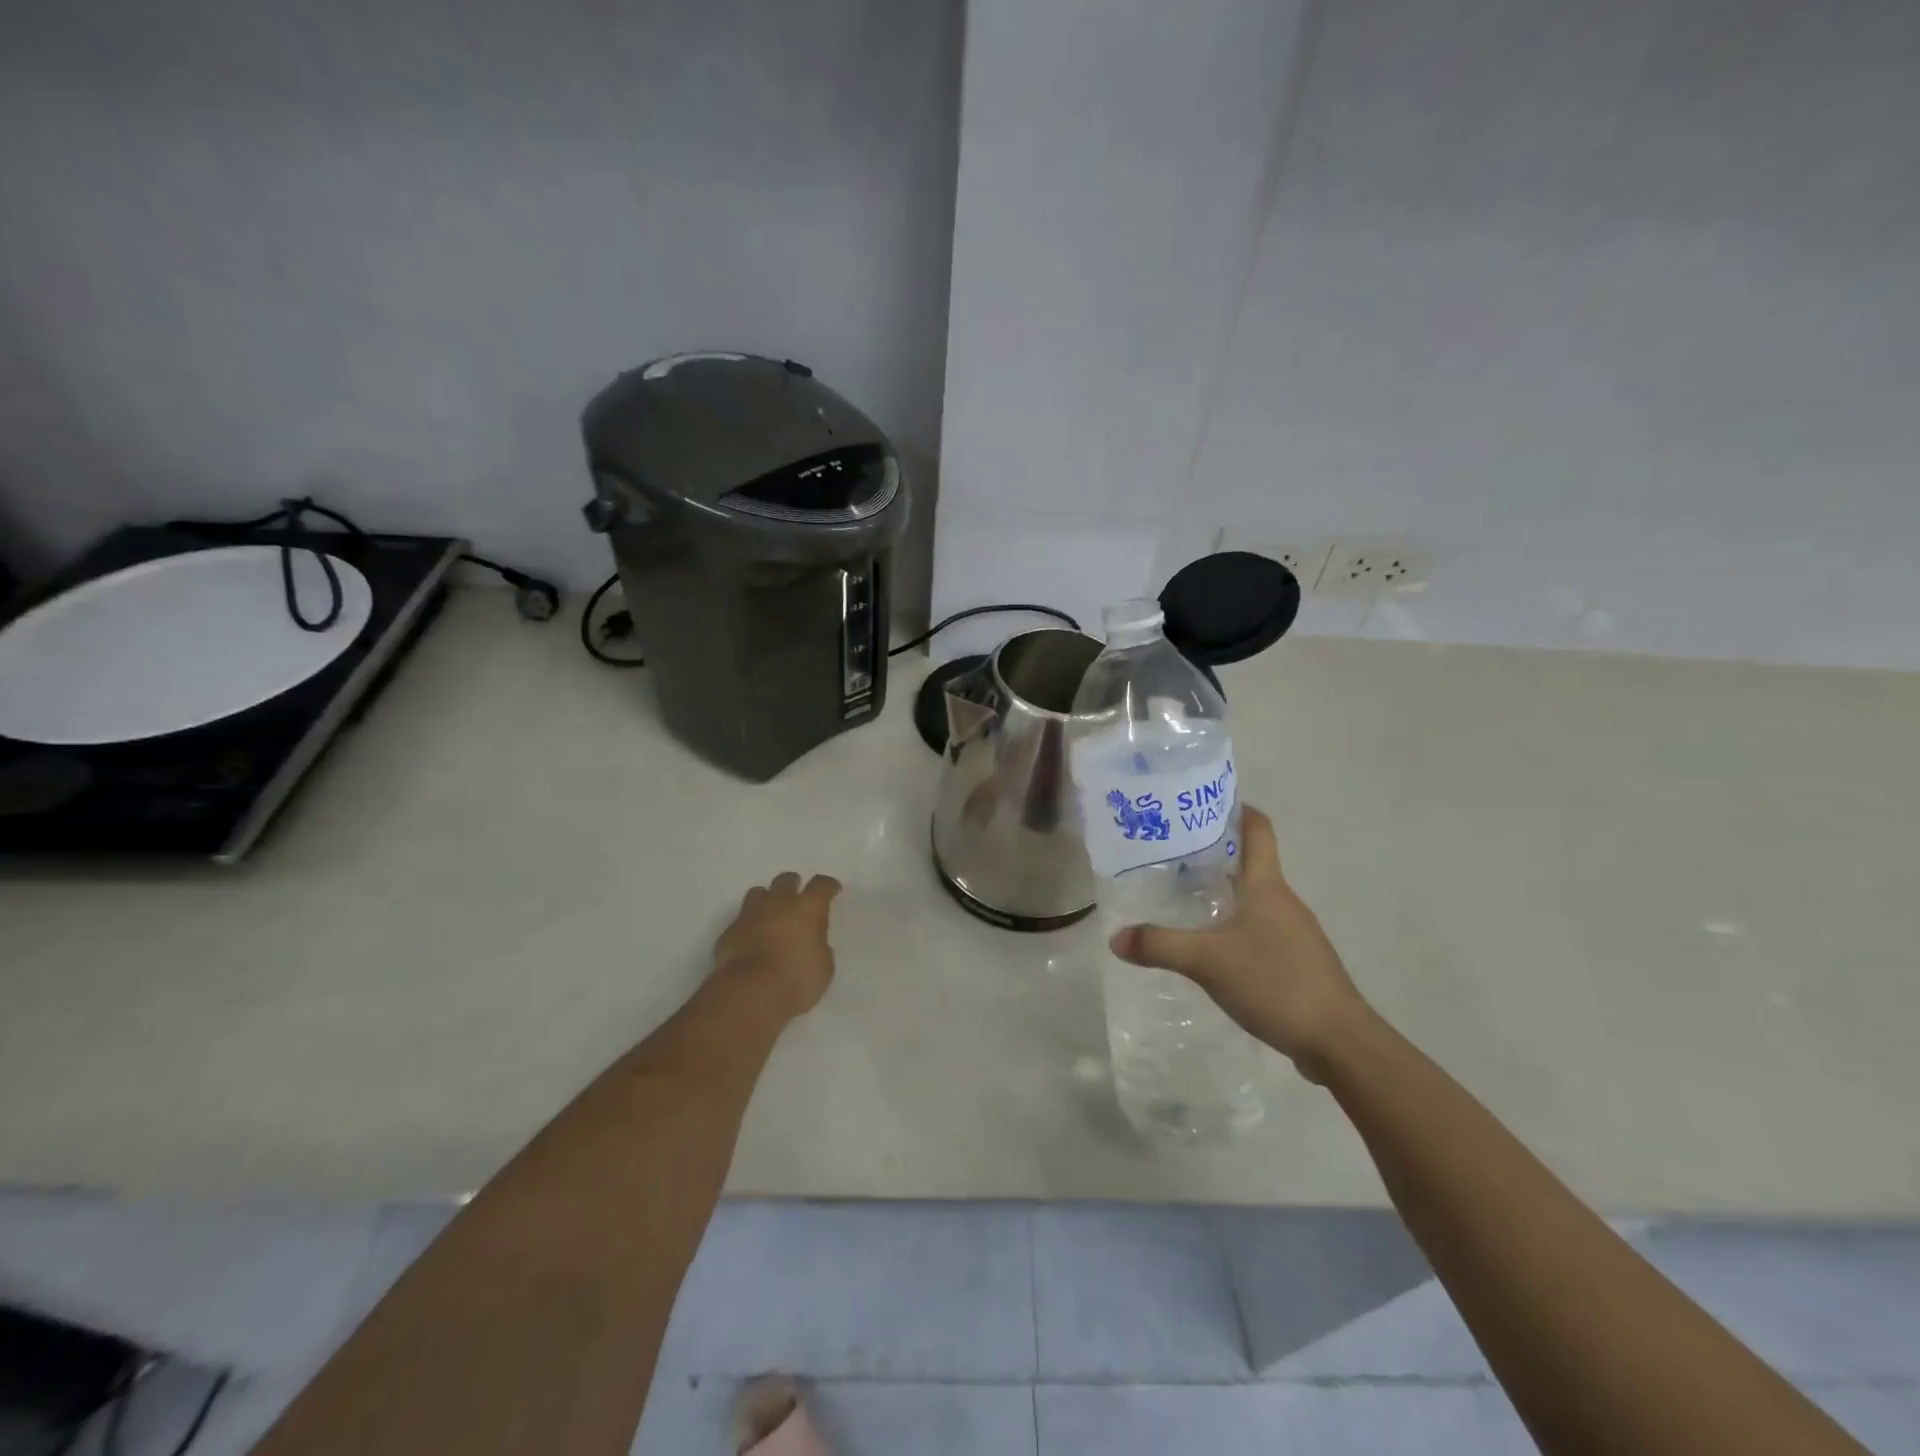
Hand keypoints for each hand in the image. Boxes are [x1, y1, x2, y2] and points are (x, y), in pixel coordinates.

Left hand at [713, 872, 842, 1019]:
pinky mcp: (729, 932)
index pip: (820, 885)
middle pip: (786, 880)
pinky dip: (749, 925)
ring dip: (767, 899)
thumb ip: (819, 945)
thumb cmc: (795, 980)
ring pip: (758, 893)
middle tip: (798, 898)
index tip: (832, 890)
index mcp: (806, 908)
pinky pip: (741, 920)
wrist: (748, 994)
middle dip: (794, 885)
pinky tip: (752, 939)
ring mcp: (750, 915)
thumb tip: (811, 940)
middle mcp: (777, 904)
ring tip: (771, 913)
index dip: (828, 886)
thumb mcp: (823, 966)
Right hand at [1109, 807, 1369, 1080]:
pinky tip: (1211, 944)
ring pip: (1254, 897)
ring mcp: (1295, 932)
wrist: (1339, 1041)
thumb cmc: (1276, 982)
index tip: (1203, 801)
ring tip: (1183, 895)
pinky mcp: (1297, 960)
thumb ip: (1160, 945)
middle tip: (1171, 851)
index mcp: (1267, 886)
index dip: (1236, 808)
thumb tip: (1115, 937)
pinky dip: (1234, 923)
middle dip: (1214, 851)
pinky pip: (1260, 927)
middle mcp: (1284, 900)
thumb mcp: (1208, 961)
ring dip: (1224, 889)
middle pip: (1251, 861)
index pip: (1258, 829)